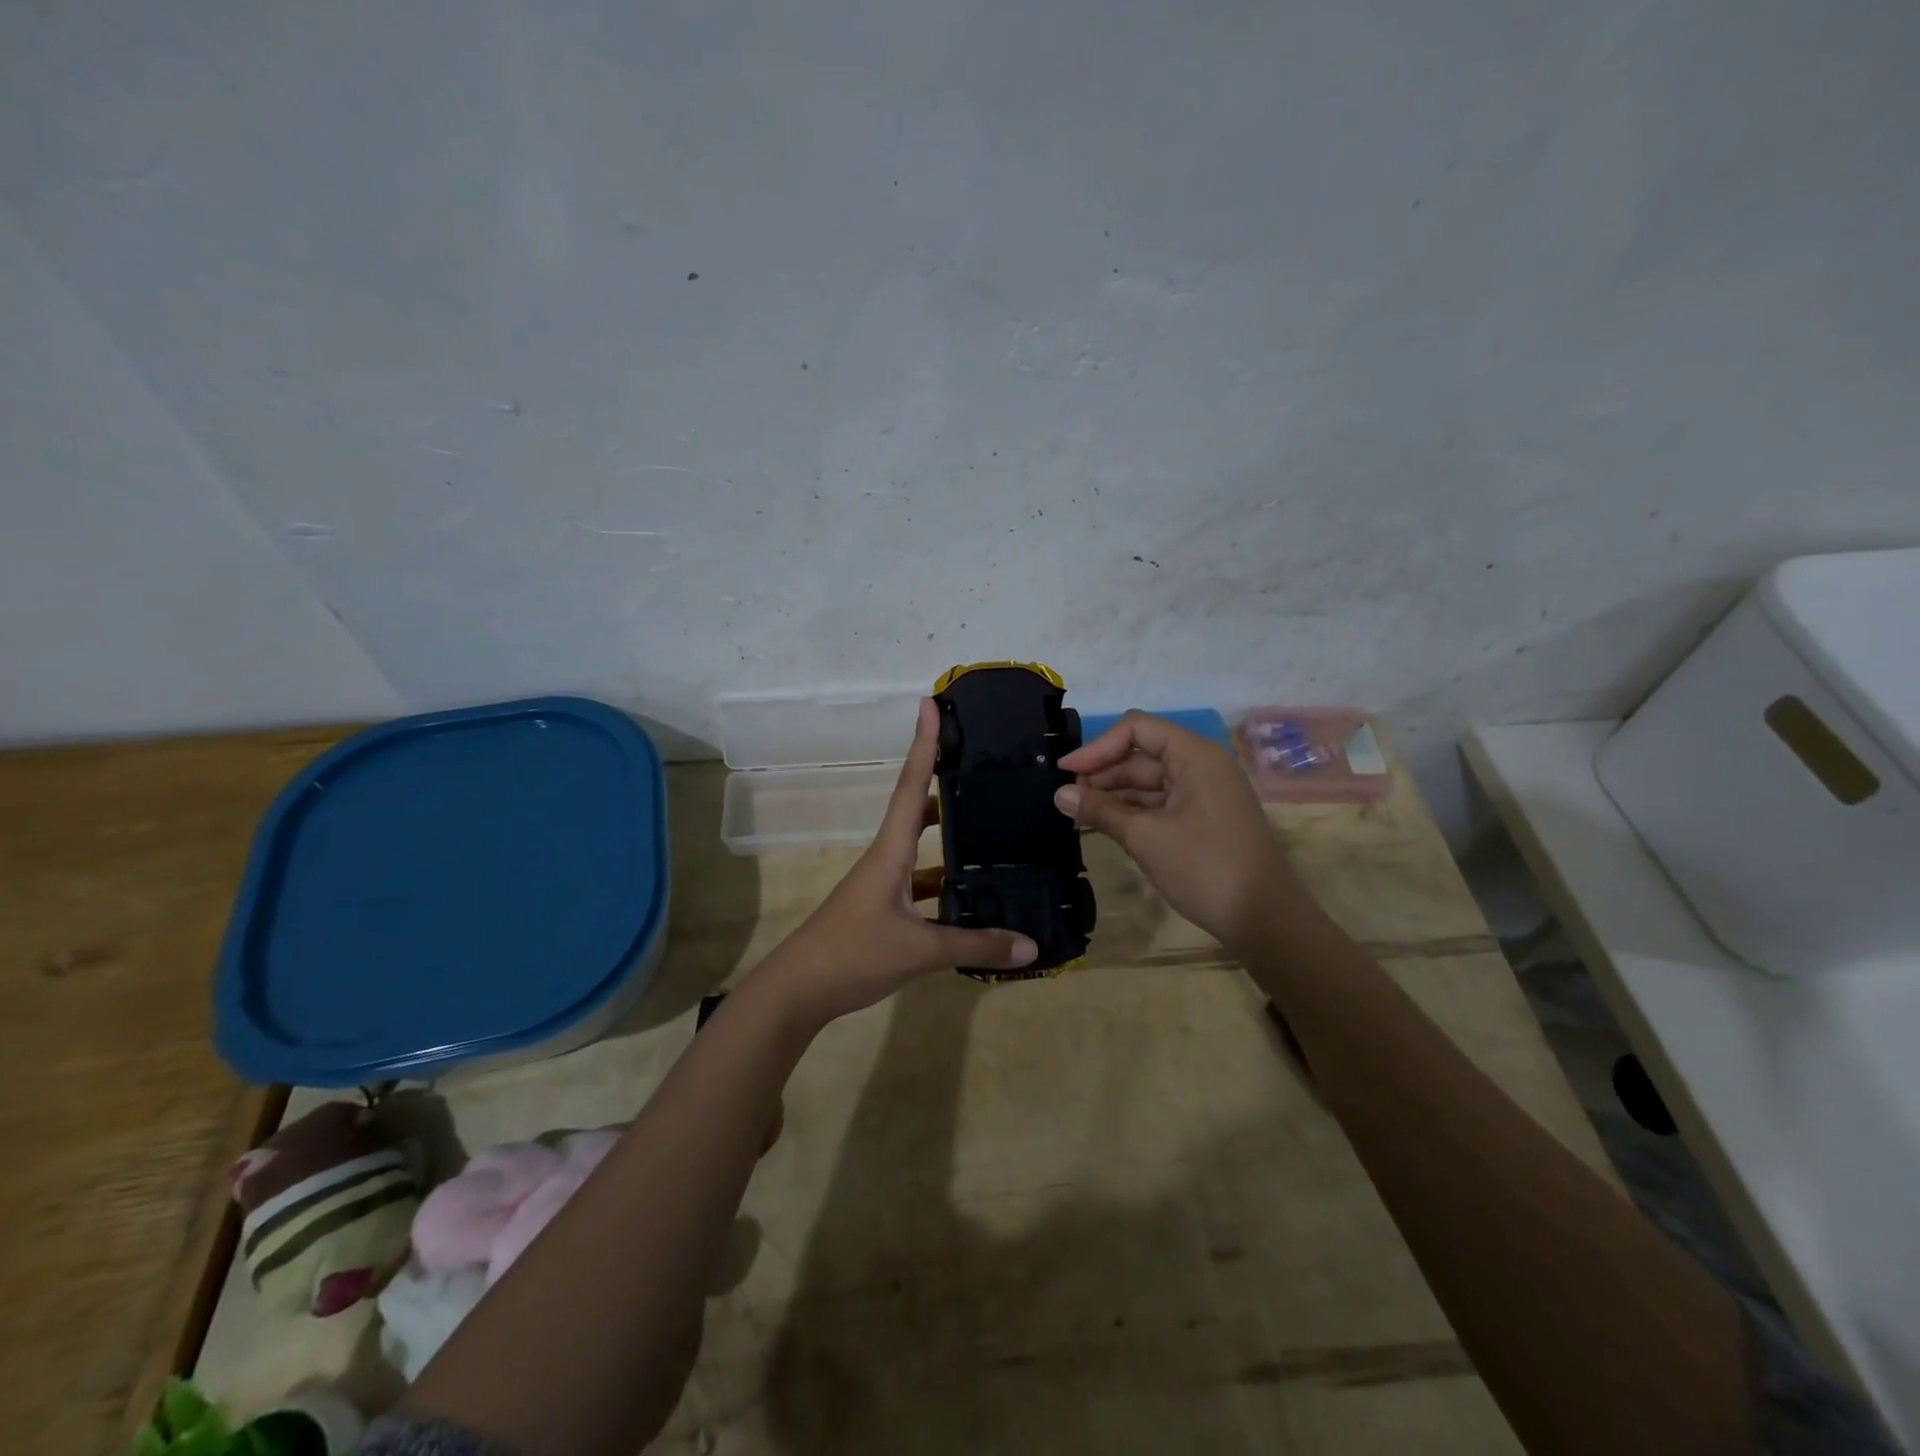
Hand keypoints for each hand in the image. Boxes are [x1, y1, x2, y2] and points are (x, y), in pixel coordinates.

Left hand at [763, 699, 1038, 1023]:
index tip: (930, 704)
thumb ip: (974, 945)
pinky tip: (970, 895)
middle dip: (941, 780)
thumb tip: (1031, 945)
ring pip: (920, 848)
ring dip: (947, 834)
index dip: (923, 744)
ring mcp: (881, 885)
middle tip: (977, 762)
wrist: (796, 992)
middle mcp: (886, 858)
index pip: (911, 786)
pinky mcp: (882, 910)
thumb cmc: (851, 955)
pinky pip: (920, 884)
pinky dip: (944, 883)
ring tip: (988, 824)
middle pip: (916, 808)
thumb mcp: (918, 950)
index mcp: (890, 851)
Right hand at [1056, 710, 1308, 951]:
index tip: (1065, 771)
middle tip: (1065, 799)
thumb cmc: (1205, 868)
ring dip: (1113, 796)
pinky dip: (1132, 812)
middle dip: (1102, 774)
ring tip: (1076, 815)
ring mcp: (1204, 793)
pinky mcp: (1204, 819)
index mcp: (1194, 756)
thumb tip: (1059, 794)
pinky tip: (1104, 826)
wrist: (1265, 919)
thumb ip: (1100, 810)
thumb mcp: (1146, 837)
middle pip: (1141, 755)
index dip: (1097, 747)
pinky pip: (1161, 803)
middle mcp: (1201, 766)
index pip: (1137, 729)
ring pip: (1149, 782)